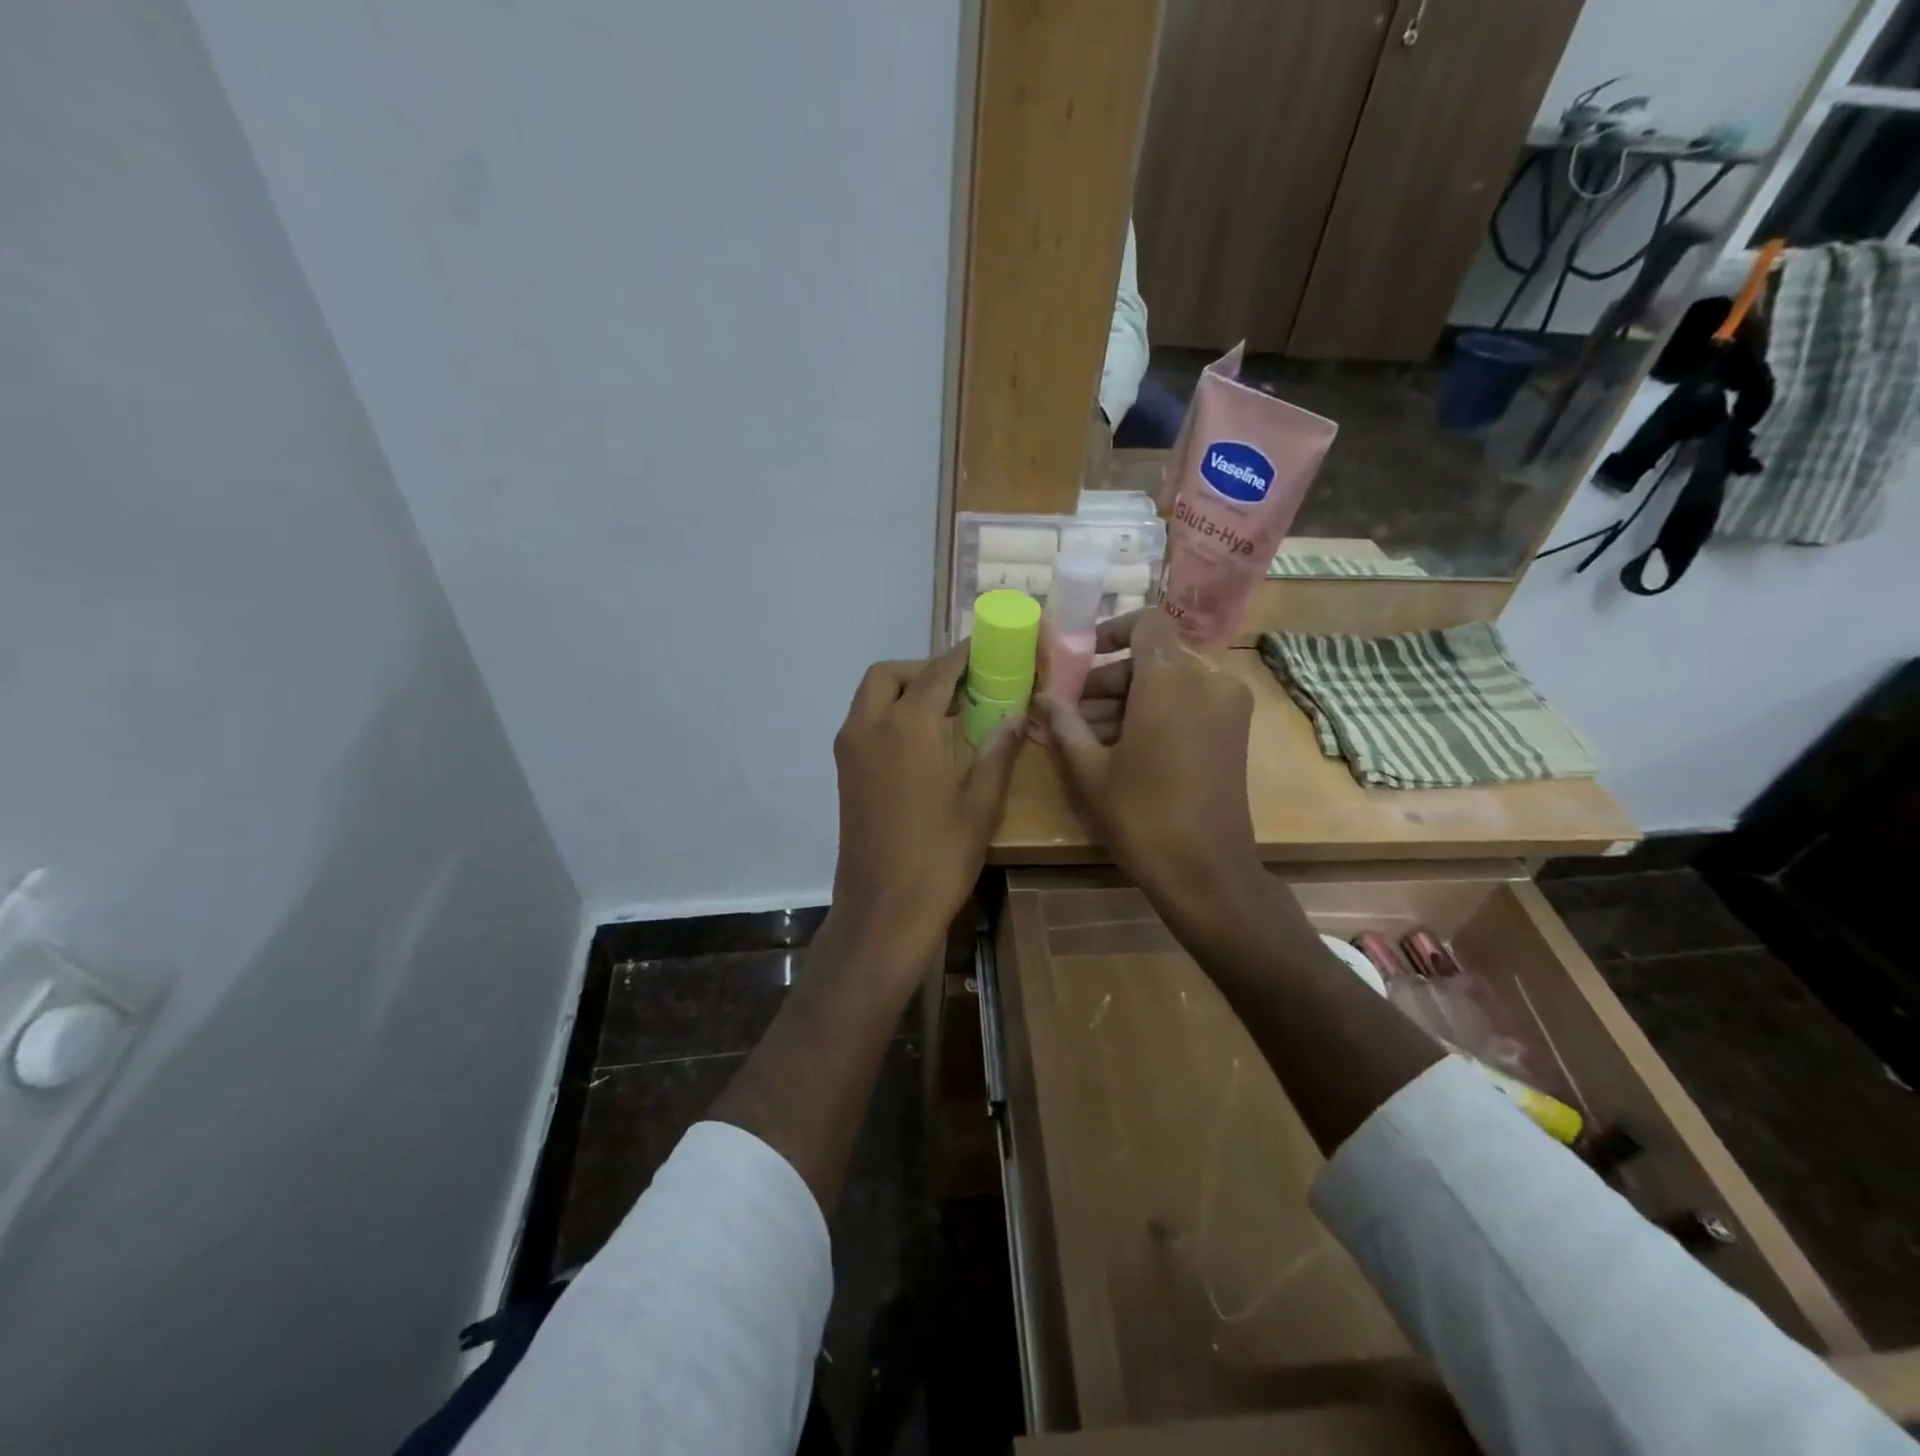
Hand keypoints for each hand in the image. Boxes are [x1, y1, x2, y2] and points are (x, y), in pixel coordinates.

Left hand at [830, 642, 1022, 961]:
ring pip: (871, 697)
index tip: (986, 648)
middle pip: (890, 675)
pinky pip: (864, 722)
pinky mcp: (844, 772)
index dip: (963, 656)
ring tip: (947, 713)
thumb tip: (1016, 712)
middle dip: (924, 670)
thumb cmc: (939, 858)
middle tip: (962, 688)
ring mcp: (849, 750)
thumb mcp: (981, 805)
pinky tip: (923, 743)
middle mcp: (869, 727)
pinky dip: (889, 715)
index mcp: (907, 727)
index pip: (936, 672)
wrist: (883, 911)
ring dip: (904, 691)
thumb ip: (998, 750)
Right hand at [1036, 610, 1267, 928]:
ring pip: (1171, 681)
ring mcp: (1227, 706)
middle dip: (1110, 678)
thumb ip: (1063, 724)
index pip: (1146, 621)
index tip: (1084, 660)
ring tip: (1091, 736)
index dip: (1112, 631)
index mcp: (1170, 679)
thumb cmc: (1141, 816)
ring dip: (1131, 698)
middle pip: (1154, 656)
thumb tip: (1041, 697)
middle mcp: (1207, 680)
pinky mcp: (1235, 730)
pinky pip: (1190, 702)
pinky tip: (1125, 748)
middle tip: (1074, 713)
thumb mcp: (1090, 769)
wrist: (1206, 871)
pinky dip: (1158, 712)